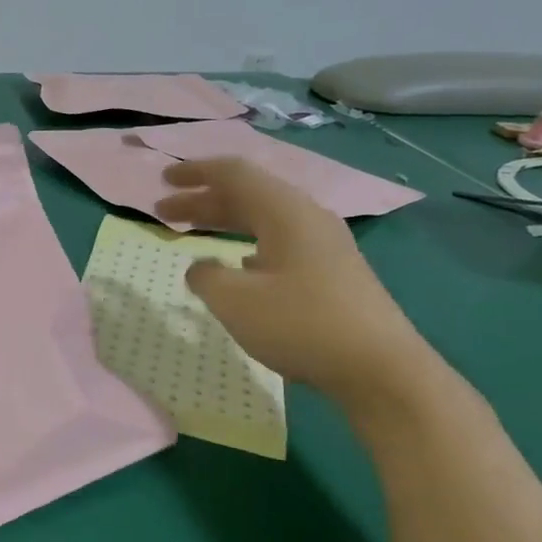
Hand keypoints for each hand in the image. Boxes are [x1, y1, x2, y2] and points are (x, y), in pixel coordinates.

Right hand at [157, 157, 433, 411]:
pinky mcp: (330, 272)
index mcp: (285, 212)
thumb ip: (205, 275)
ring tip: (190, 233)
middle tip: (161, 212)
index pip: (234, 174)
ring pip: (262, 220)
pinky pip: (277, 242)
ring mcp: (323, 246)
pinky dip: (244, 243)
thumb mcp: (235, 300)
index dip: (195, 173)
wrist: (380, 368)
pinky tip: (234, 265)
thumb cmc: (301, 325)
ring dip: (222, 222)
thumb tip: (200, 267)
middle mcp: (307, 219)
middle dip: (201, 200)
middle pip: (247, 195)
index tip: (162, 181)